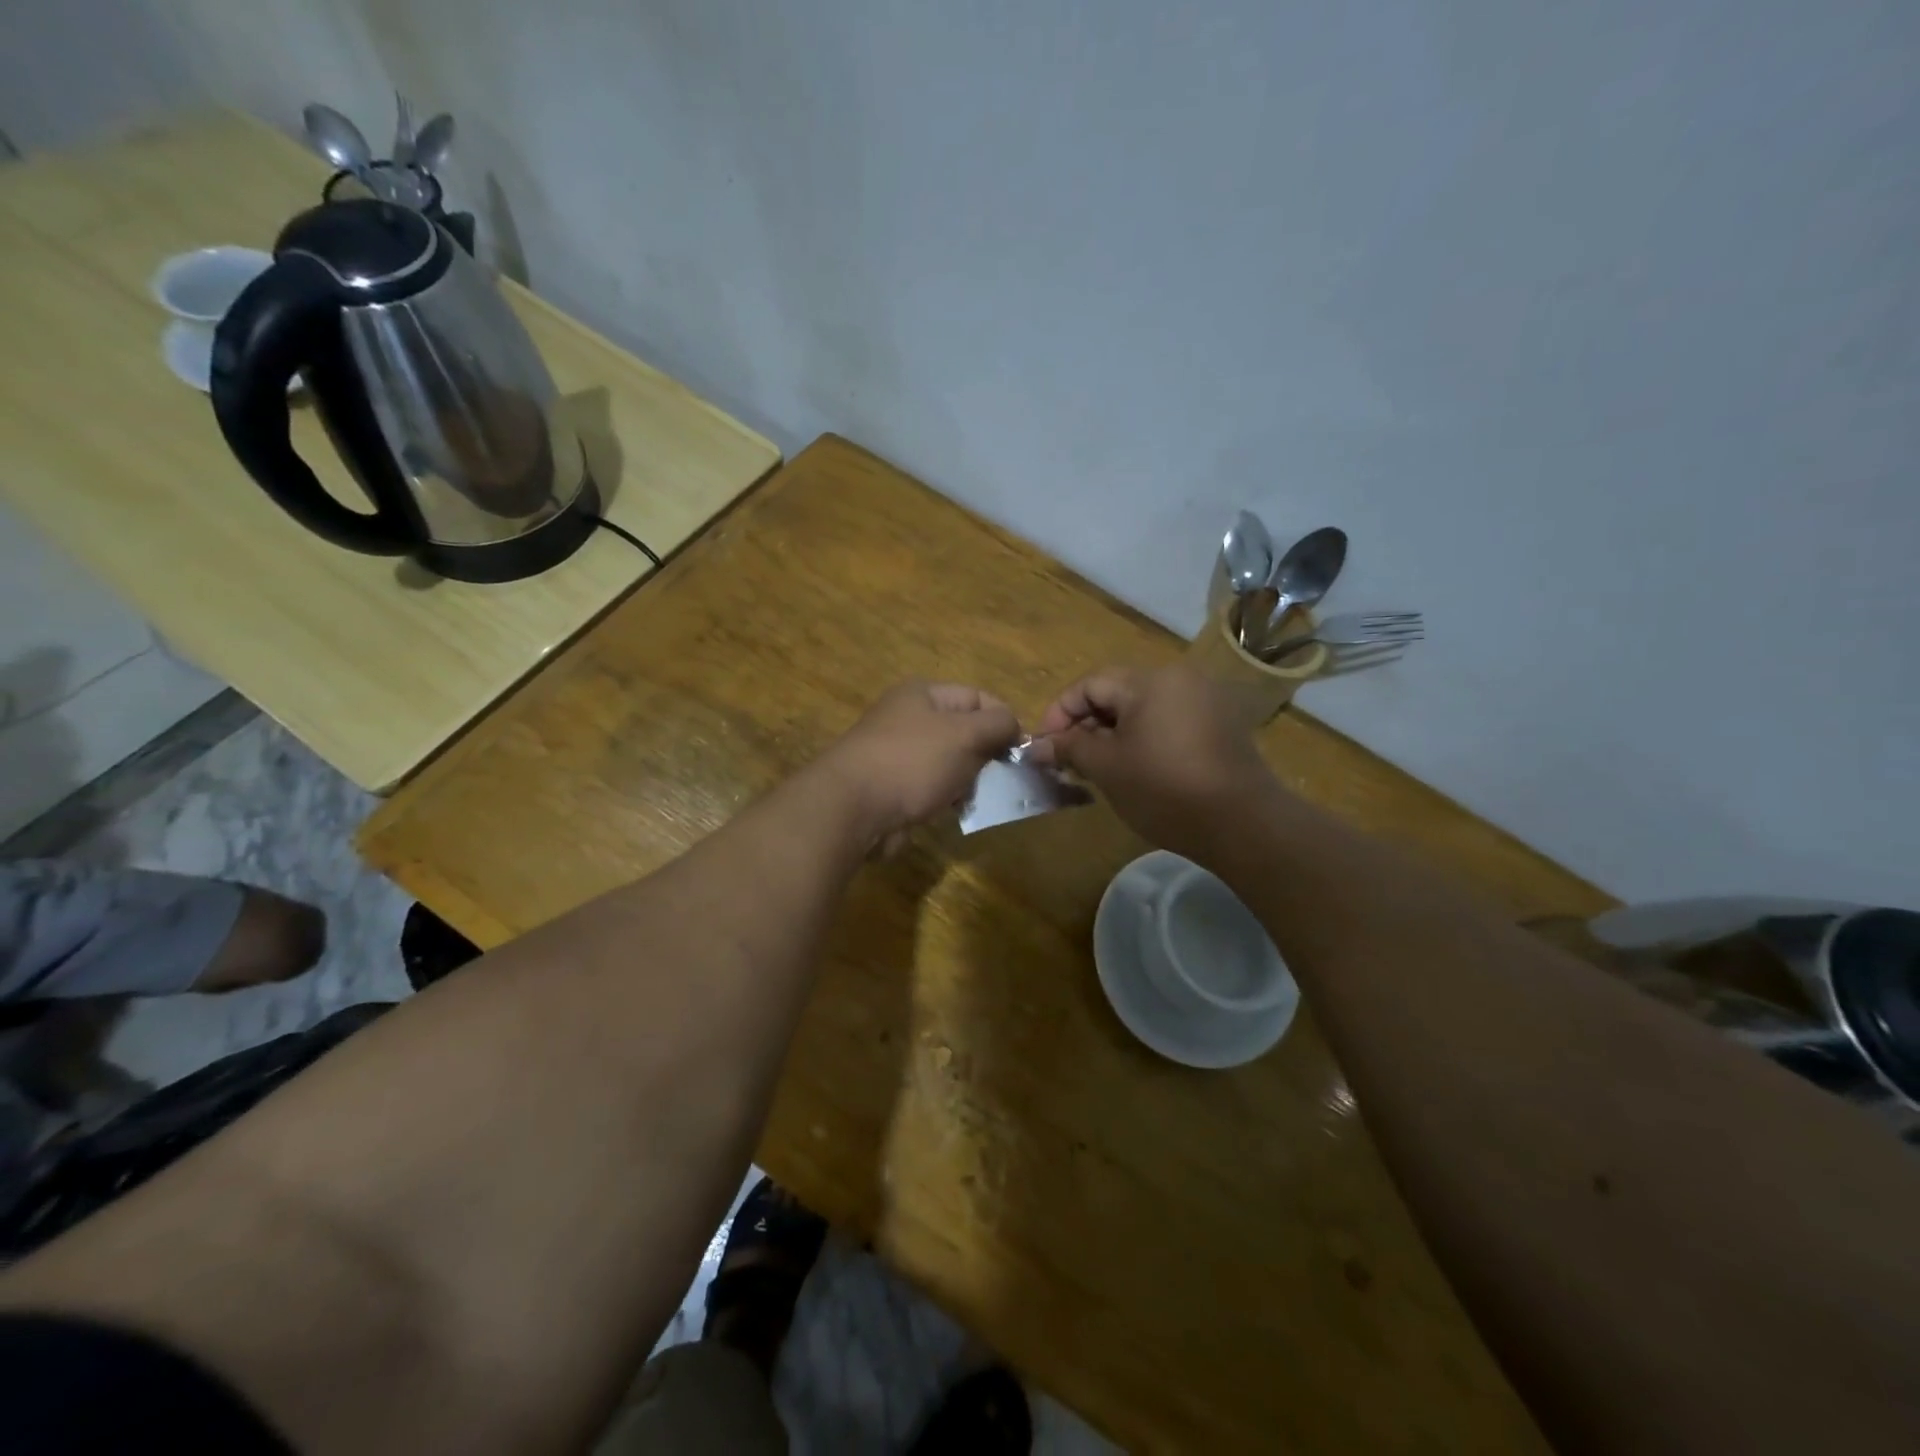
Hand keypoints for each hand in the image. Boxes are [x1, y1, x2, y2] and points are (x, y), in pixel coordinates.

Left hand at [818, 682, 1020, 852]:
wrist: (852, 807)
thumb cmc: (913, 761)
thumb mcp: (965, 734)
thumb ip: (997, 725)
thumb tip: (1013, 724)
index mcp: (923, 694)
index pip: (977, 696)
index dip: (1003, 719)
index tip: (1022, 750)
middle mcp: (908, 717)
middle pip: (963, 730)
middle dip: (986, 753)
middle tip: (1004, 777)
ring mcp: (898, 753)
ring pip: (949, 761)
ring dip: (968, 779)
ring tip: (979, 796)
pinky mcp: (892, 786)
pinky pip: (931, 786)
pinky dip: (946, 797)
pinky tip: (955, 810)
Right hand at [1026, 663, 1273, 859]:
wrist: (1242, 824)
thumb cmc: (1165, 789)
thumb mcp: (1107, 768)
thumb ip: (1068, 748)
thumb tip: (1036, 746)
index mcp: (1149, 681)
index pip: (1089, 684)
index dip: (1059, 713)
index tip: (1044, 747)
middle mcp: (1179, 679)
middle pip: (1116, 693)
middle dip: (1086, 725)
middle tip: (1068, 761)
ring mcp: (1204, 701)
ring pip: (1142, 709)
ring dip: (1112, 734)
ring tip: (1097, 769)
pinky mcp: (1220, 726)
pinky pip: (1168, 721)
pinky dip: (1143, 739)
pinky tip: (1135, 769)